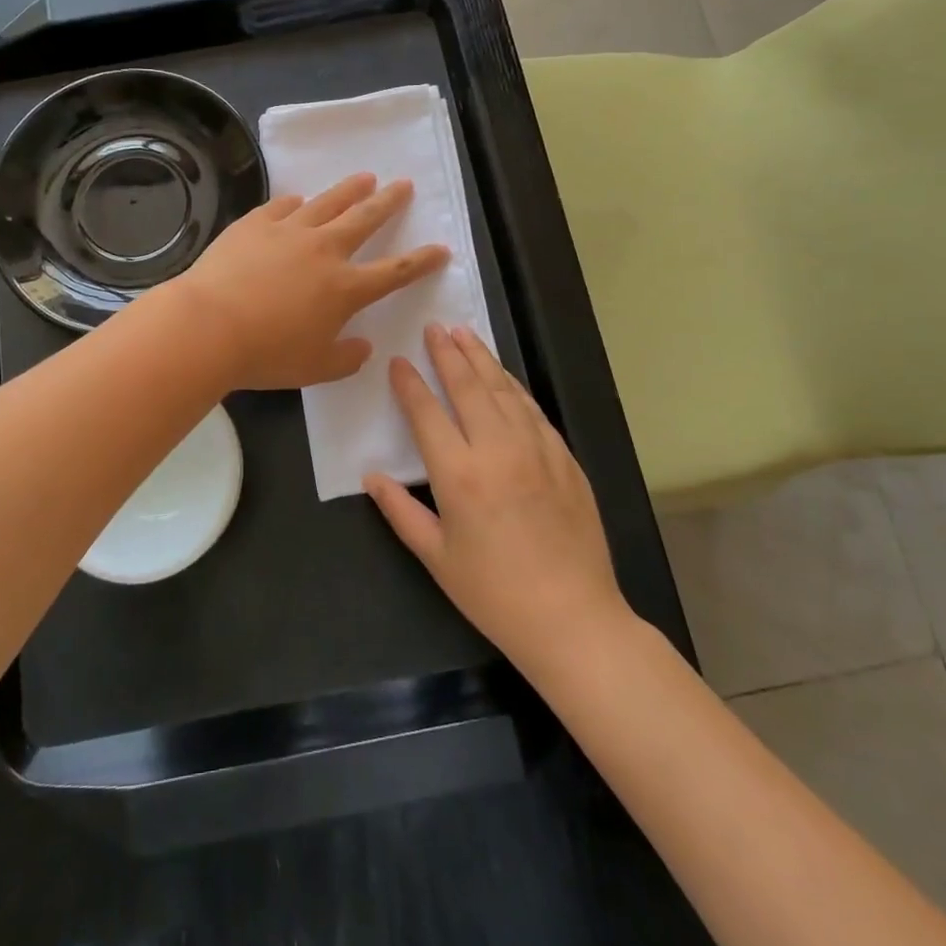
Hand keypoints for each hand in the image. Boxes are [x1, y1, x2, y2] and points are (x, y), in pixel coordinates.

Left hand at [173, 173, 450, 390]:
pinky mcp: (255, 224)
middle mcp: (323, 250)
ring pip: (327, 202)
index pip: (394, 271)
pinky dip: (295, 202)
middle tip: (403, 185)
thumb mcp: (315, 369)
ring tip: (365, 177)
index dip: (421, 261)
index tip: (440, 248)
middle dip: (388, 202)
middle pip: (365, 219)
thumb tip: (363, 347)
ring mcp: (288, 231)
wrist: (209, 325)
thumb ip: (345, 359)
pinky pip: (281, 206)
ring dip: (349, 189)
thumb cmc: (266, 354)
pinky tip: (298, 199)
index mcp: (344, 288)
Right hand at [365, 325, 632, 675]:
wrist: (573, 618)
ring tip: (464, 334)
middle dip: (448, 353)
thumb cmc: (495, 593)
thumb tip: (372, 475)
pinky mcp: (564, 457)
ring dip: (481, 359)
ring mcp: (536, 449)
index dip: (410, 383)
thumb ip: (400, 511)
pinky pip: (533, 410)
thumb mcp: (436, 558)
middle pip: (468, 387)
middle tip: (434, 327)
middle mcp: (497, 450)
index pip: (427, 412)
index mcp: (459, 475)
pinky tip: (503, 376)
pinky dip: (513, 386)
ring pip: (503, 390)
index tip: (398, 361)